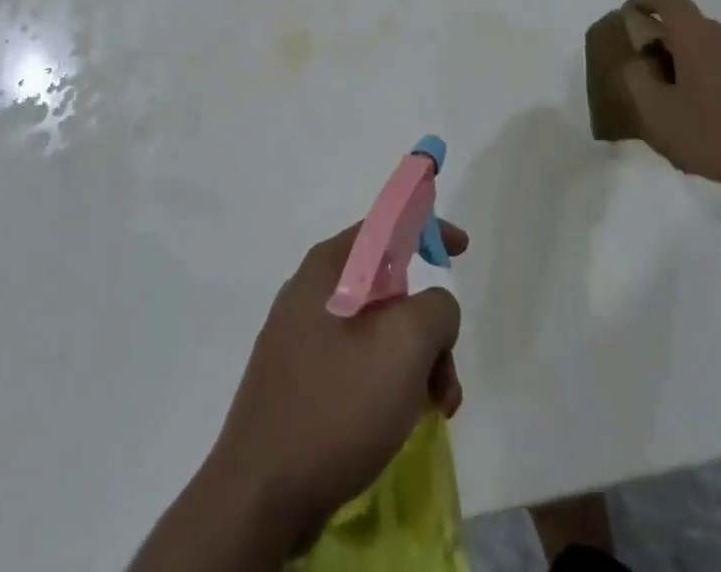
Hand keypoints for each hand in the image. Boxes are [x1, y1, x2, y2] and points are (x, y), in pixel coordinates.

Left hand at [203, 220, 467, 553]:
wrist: (259, 497)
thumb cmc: (336, 405)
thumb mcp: (405, 345)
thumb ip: (436, 307)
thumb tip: (433, 310)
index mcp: (329, 267)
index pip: (386, 224)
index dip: (427, 226)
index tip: (461, 250)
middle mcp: (311, 291)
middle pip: (387, 286)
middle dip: (428, 325)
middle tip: (446, 372)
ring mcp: (300, 336)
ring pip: (376, 330)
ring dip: (414, 362)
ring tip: (434, 409)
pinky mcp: (298, 380)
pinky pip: (355, 362)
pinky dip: (387, 382)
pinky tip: (400, 421)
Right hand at [623, 0, 720, 198]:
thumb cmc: (714, 135)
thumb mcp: (656, 113)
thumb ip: (636, 79)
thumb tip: (638, 62)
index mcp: (698, 36)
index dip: (645, 0)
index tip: (631, 16)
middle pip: (691, 24)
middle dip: (668, 41)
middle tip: (654, 73)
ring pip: (715, 47)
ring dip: (695, 62)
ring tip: (686, 100)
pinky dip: (720, 78)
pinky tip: (718, 115)